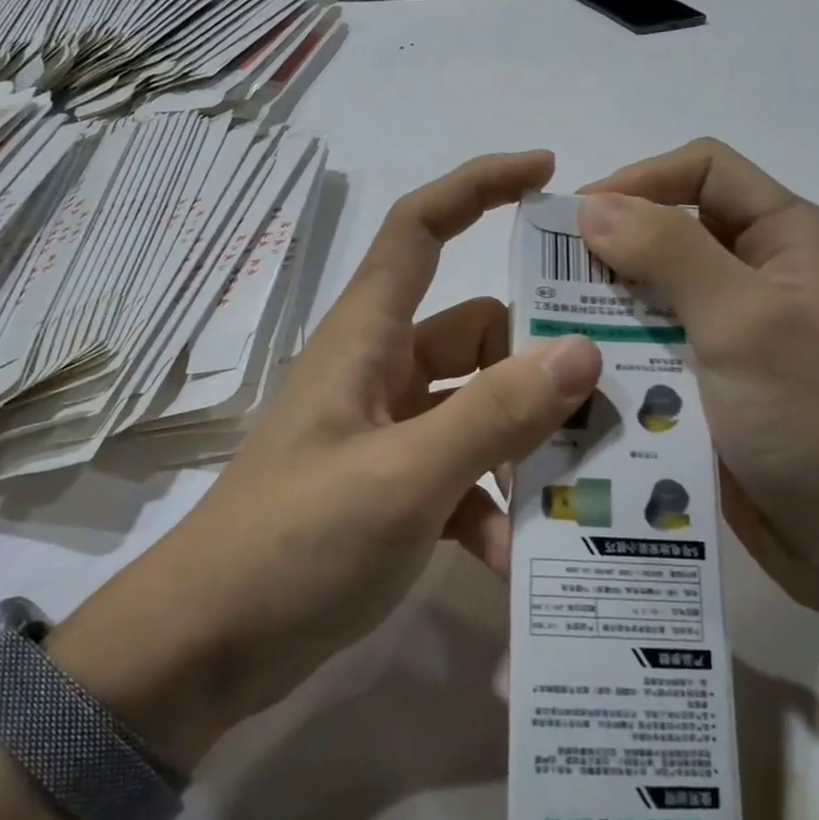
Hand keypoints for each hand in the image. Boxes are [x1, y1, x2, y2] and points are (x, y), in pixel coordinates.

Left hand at [56, 151, 600, 765]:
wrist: (207, 646)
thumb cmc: (294, 542)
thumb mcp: (403, 476)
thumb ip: (493, 415)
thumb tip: (583, 353)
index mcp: (366, 337)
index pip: (419, 228)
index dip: (479, 186)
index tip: (548, 173)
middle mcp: (379, 372)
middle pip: (474, 331)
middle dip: (537, 353)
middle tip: (611, 381)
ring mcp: (386, 433)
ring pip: (477, 408)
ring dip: (523, 443)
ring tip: (583, 480)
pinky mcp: (392, 489)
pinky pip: (461, 476)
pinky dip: (490, 507)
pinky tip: (514, 559)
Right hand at [578, 139, 818, 617]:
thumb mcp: (745, 322)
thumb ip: (669, 254)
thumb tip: (593, 207)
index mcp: (787, 239)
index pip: (705, 171)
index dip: (640, 180)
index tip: (576, 219)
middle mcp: (760, 277)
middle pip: (670, 234)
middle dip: (609, 252)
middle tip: (546, 283)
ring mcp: (735, 337)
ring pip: (653, 299)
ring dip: (605, 311)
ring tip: (551, 334)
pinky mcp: (712, 387)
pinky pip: (652, 353)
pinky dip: (616, 357)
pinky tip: (577, 378)